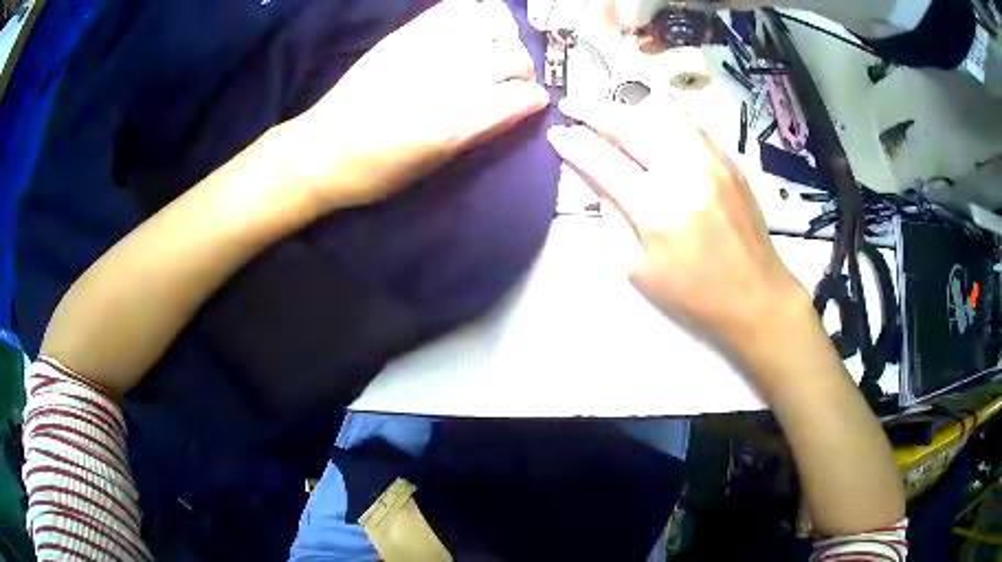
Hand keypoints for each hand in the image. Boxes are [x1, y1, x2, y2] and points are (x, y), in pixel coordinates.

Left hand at [279, 0, 549, 210]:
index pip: (513, 97)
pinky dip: (475, 15)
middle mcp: (433, 84)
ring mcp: (416, 53)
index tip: (533, 99)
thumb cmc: (377, 171)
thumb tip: (526, 104)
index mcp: (442, 129)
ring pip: (487, 25)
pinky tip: (473, 31)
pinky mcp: (400, 36)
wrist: (320, 149)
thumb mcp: (434, 165)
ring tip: (494, 50)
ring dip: (503, 37)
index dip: (532, 96)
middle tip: (513, 78)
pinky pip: (453, 9)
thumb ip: (483, 130)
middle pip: (506, 57)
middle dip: (523, 67)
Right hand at [547, 95, 805, 350]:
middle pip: (630, 124)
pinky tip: (648, 120)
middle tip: (571, 105)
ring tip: (607, 110)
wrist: (756, 294)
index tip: (556, 133)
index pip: (602, 161)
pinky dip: (660, 116)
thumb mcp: (639, 268)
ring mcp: (710, 160)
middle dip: (593, 110)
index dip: (573, 143)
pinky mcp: (728, 159)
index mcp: (657, 208)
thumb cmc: (695, 293)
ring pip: (659, 114)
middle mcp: (684, 172)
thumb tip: (596, 179)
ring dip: (626, 108)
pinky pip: (687, 124)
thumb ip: (613, 217)